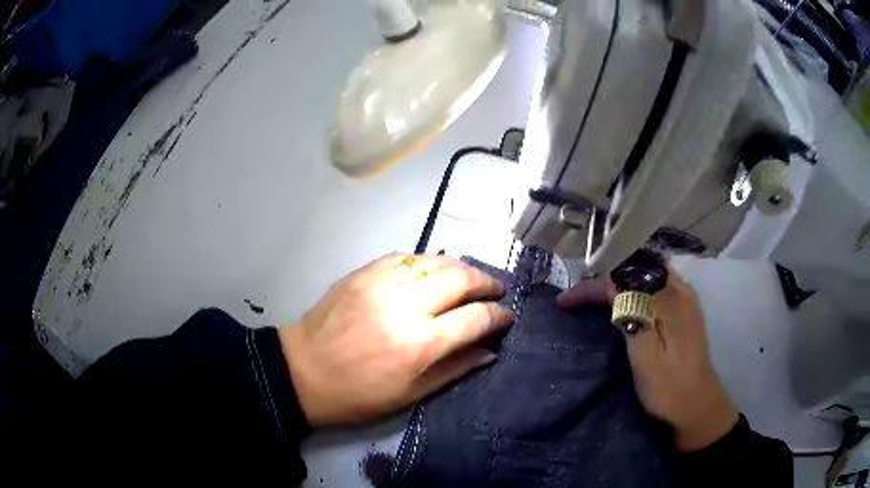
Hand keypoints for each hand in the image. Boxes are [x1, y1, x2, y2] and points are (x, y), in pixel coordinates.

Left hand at [279, 253, 512, 426]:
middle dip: (487, 283)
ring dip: (461, 268)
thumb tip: (491, 349)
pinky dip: (427, 262)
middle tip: (495, 292)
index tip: (507, 316)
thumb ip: (456, 368)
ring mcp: (383, 282)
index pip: (476, 318)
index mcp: (421, 344)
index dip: (499, 316)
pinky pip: (406, 256)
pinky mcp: (364, 272)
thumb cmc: (359, 394)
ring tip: (469, 280)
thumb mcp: (411, 394)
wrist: (304, 371)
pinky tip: (431, 273)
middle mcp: (406, 305)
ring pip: (436, 260)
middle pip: (462, 278)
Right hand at [557, 265, 737, 451]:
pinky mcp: (685, 309)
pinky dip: (633, 287)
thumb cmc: (669, 389)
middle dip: (604, 277)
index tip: (566, 301)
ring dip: (618, 280)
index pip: (625, 278)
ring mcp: (685, 298)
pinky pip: (655, 284)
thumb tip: (612, 284)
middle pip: (636, 269)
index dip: (593, 286)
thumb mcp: (646, 359)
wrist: (698, 405)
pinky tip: (623, 299)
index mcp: (670, 301)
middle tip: (577, 296)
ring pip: (646, 274)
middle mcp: (680, 290)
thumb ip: (632, 317)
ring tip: (594, 295)